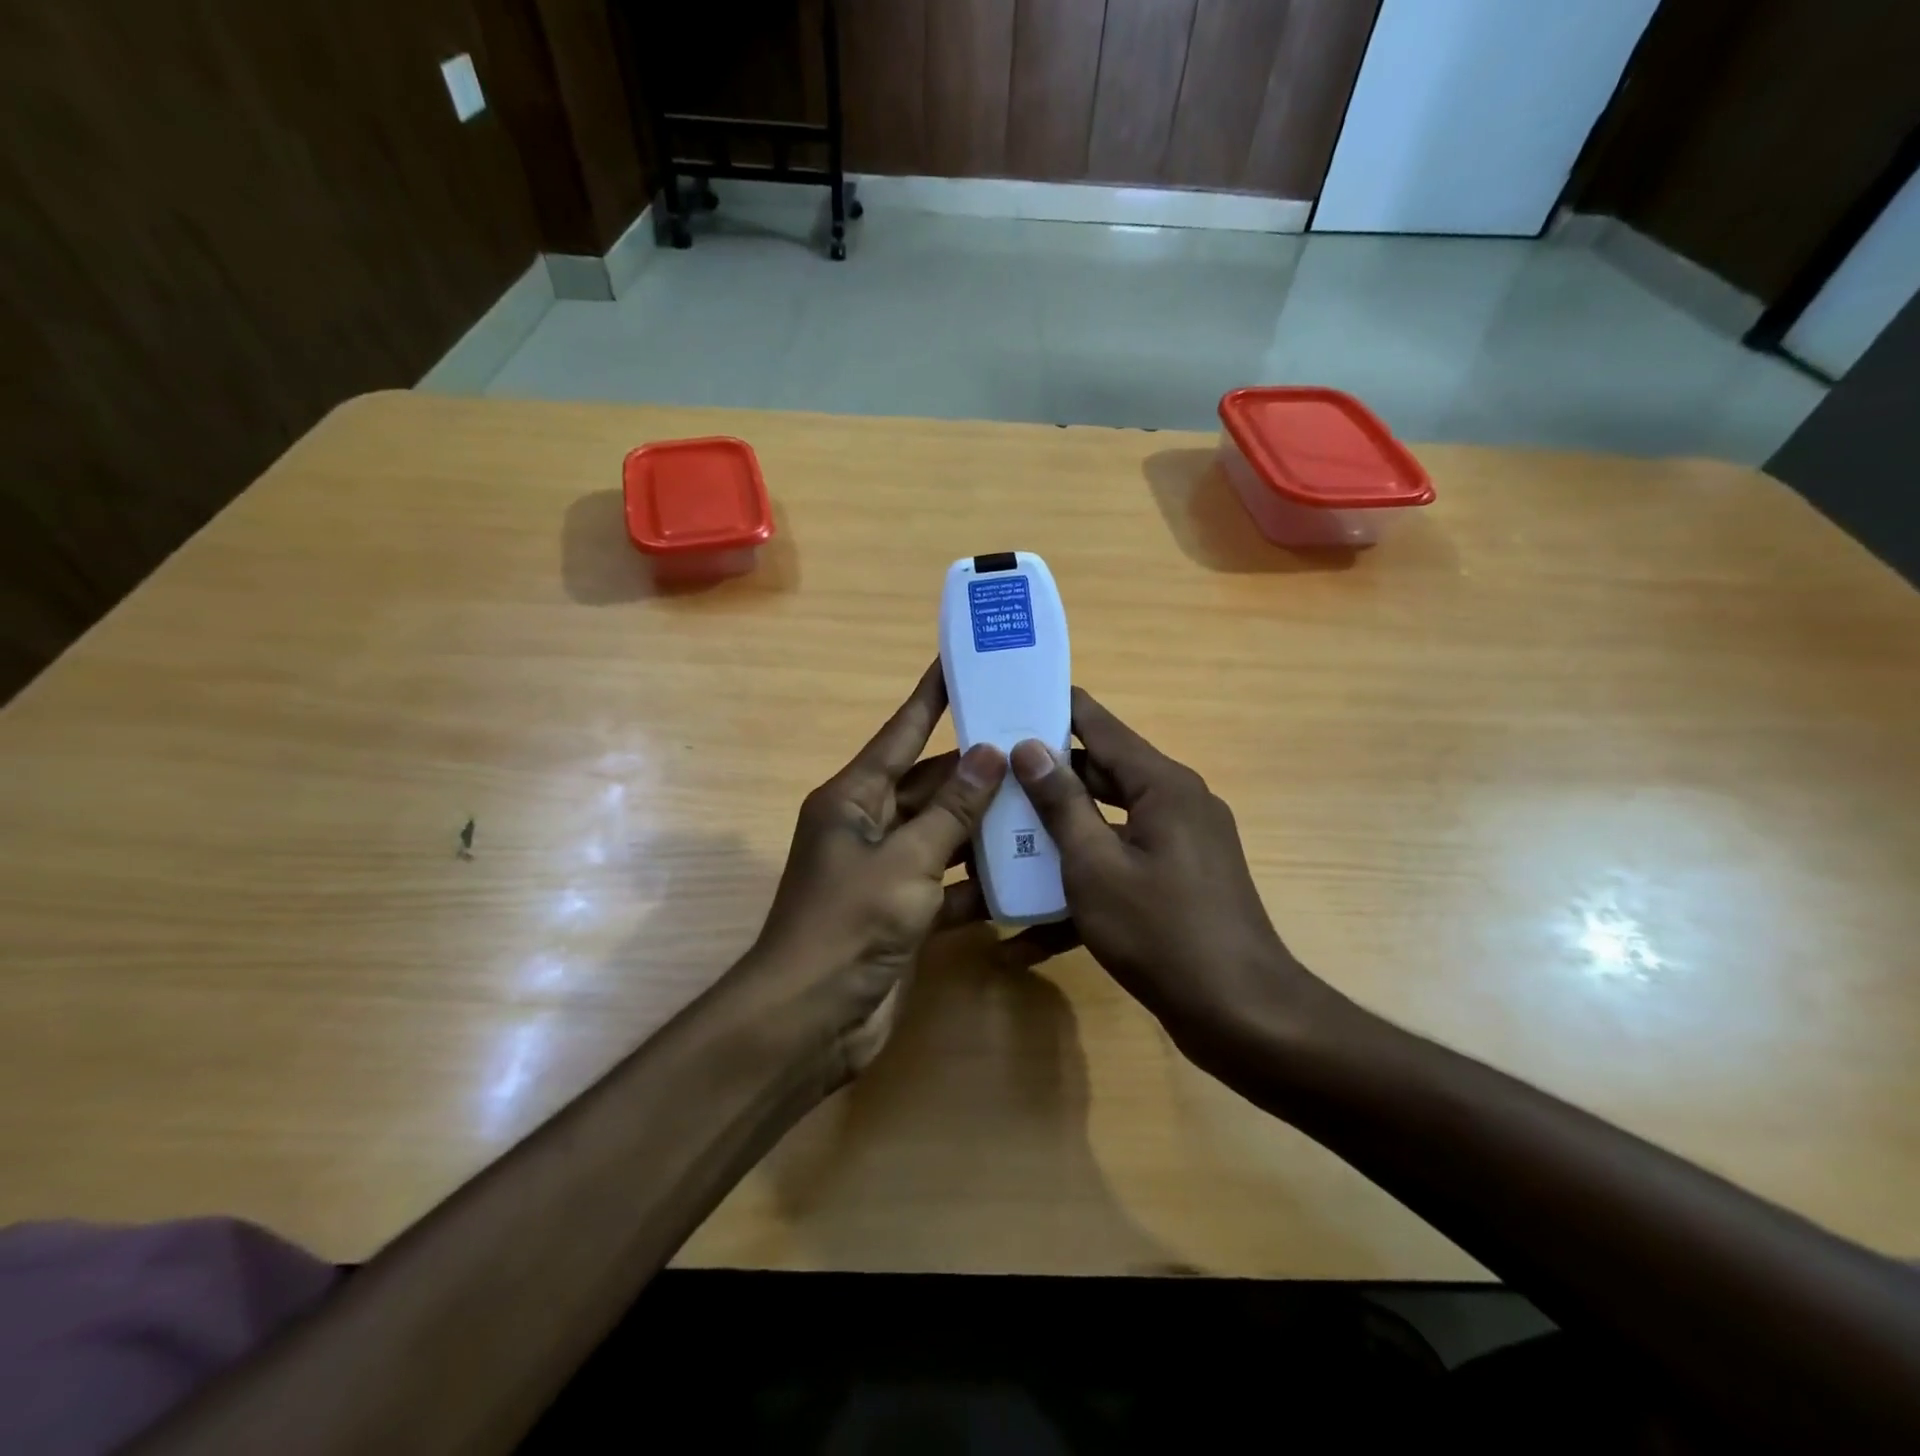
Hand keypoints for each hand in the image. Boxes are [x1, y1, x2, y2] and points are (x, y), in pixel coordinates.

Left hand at [749, 661, 1006, 1082]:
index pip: (901, 734)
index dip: (930, 698)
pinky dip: (980, 879)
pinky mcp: (904, 912)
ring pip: (945, 834)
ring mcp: (887, 871)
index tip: (959, 664)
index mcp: (854, 798)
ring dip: (985, 824)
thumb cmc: (850, 923)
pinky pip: (949, 882)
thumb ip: (952, 810)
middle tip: (1032, 743)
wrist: (813, 1019)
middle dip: (977, 768)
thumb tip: (990, 754)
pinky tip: (1027, 870)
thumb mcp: (906, 859)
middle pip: (931, 785)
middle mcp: (869, 825)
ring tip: (1043, 798)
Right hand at [1005, 689, 1331, 1060]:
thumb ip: (1061, 803)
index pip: (1100, 725)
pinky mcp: (1176, 885)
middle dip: (1045, 781)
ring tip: (998, 844)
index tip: (1010, 699)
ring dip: (1057, 840)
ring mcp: (1179, 846)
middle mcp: (1175, 804)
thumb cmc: (1160, 931)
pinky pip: (1121, 869)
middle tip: (989, 776)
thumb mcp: (1095, 865)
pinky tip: (1029, 936)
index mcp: (1161, 785)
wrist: (1240, 1016)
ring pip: (1105, 826)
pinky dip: (1084, 889)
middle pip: (1100, 776)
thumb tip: (1030, 747)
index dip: (1055, 708)